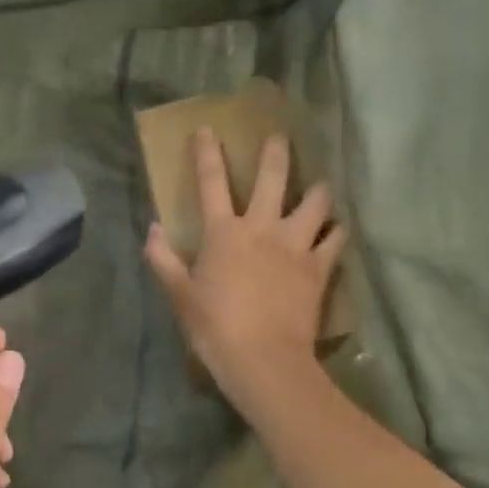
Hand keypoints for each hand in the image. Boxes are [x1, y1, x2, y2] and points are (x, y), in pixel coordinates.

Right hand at [144, 128, 345, 413]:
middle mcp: (262, 227)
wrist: (264, 359)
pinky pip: (335, 240)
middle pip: (272, 177)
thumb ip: (163, 258)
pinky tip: (336, 229)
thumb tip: (152, 229)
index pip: (211, 181)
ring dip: (317, 190)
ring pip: (315, 203)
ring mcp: (295, 245)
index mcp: (224, 232)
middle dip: (276, 152)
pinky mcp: (319, 267)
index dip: (206, 152)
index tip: (206, 128)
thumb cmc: (215, 327)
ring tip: (319, 186)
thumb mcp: (179, 295)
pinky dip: (336, 232)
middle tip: (280, 137)